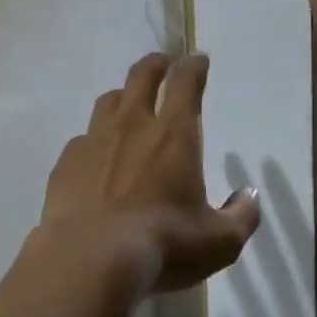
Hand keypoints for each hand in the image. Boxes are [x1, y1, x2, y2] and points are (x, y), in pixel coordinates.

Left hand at [30, 52, 260, 296]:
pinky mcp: (66, 161)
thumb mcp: (218, 242)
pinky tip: (96, 158)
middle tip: (163, 62)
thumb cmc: (163, 245)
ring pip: (108, 102)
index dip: (193, 67)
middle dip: (156, 64)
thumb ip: (241, 216)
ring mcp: (93, 140)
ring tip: (127, 103)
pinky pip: (83, 139)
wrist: (89, 257)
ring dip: (122, 96)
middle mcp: (132, 126)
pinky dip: (95, 140)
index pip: (185, 84)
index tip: (197, 59)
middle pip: (141, 77)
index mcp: (173, 136)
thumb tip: (249, 196)